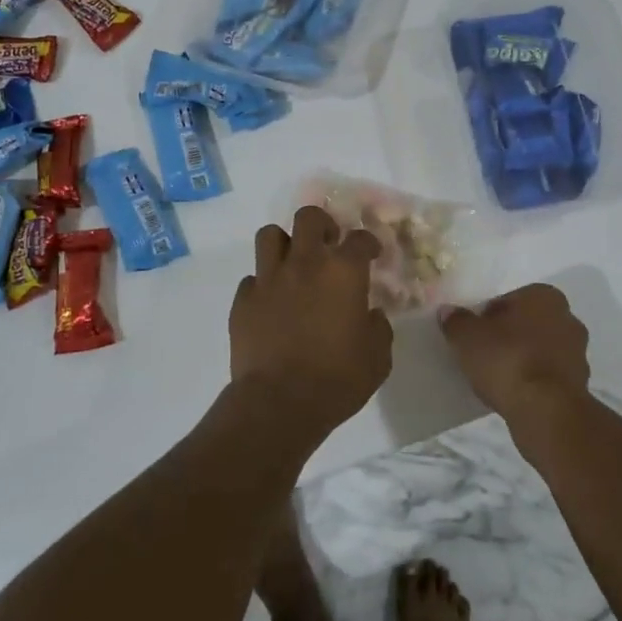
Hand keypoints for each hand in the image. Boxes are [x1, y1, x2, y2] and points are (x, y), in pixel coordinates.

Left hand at [230, 206, 393, 439]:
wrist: (279, 403)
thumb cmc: (337, 379)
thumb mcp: (377, 358)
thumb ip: (378, 328)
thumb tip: (371, 315)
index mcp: (343, 272)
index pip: (360, 238)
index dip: (369, 243)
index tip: (371, 254)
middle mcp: (305, 264)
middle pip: (309, 217)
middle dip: (321, 225)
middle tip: (328, 245)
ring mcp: (269, 279)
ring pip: (270, 235)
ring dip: (285, 244)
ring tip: (293, 264)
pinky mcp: (243, 301)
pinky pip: (252, 278)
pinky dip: (263, 284)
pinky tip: (271, 303)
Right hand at [439, 284, 589, 423]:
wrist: (545, 411)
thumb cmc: (507, 360)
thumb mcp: (467, 337)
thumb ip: (457, 321)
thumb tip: (449, 312)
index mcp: (544, 296)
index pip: (510, 299)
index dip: (488, 315)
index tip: (474, 333)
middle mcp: (567, 318)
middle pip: (528, 324)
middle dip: (509, 336)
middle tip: (483, 353)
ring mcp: (578, 353)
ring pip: (540, 350)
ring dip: (523, 359)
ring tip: (496, 377)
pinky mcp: (579, 384)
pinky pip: (547, 376)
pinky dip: (533, 382)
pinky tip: (513, 394)